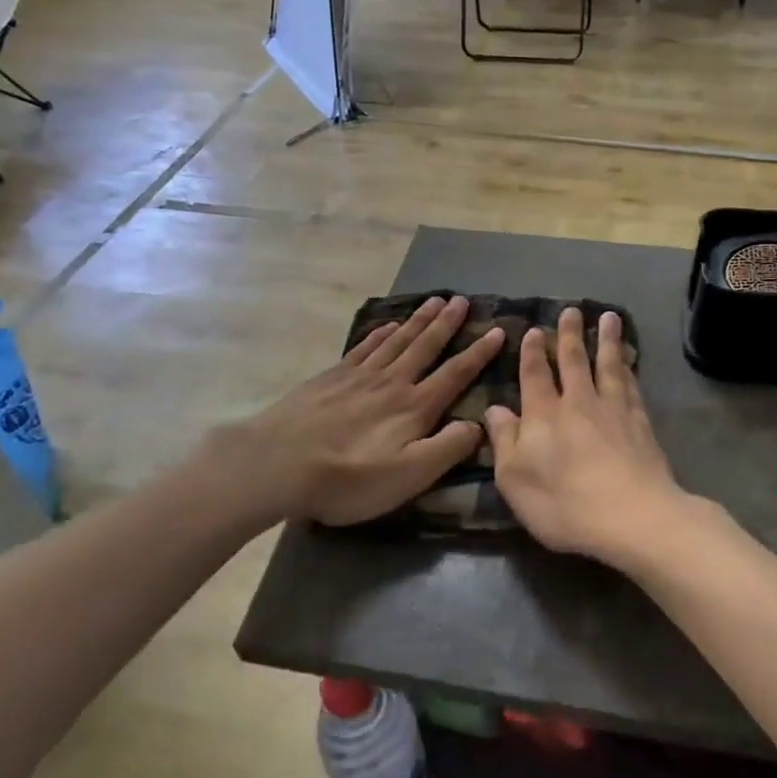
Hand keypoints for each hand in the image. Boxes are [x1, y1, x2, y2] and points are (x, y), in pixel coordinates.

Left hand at [217, 296, 504, 528]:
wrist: (278, 463)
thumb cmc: (348, 478)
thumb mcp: (409, 475)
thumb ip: (448, 448)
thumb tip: (478, 424)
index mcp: (414, 407)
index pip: (455, 374)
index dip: (479, 353)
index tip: (498, 330)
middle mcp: (391, 382)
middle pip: (425, 346)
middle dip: (447, 323)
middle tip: (462, 300)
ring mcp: (358, 376)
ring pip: (396, 340)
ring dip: (418, 321)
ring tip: (434, 301)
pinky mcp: (331, 378)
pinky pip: (364, 346)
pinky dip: (381, 333)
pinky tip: (388, 325)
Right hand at [485, 307, 696, 569]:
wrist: (633, 517)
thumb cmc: (564, 504)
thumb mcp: (515, 480)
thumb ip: (504, 441)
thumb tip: (495, 410)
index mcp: (543, 415)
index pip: (535, 375)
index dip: (533, 352)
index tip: (534, 330)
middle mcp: (578, 403)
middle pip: (573, 361)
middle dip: (570, 335)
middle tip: (571, 311)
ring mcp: (613, 410)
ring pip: (608, 365)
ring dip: (606, 340)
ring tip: (609, 317)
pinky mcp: (640, 424)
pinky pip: (632, 386)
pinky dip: (629, 369)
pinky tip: (629, 362)